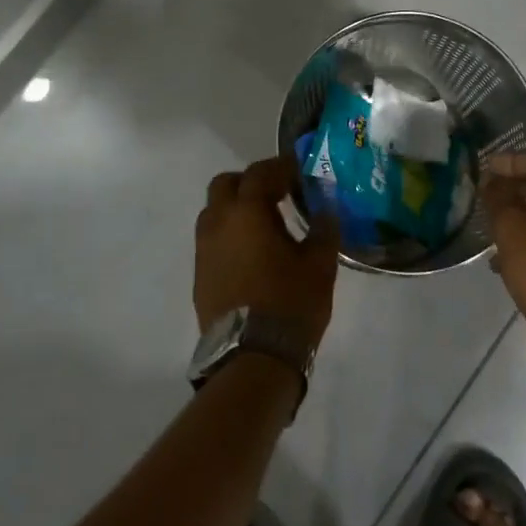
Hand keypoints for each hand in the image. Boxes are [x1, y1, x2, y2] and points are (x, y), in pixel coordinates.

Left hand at [194, 157, 340, 343]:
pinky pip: (211, 240)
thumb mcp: (320, 265)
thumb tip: (326, 208)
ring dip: (236, 208)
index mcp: (247, 213)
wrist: (252, 357)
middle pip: (225, 185)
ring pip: (213, 212)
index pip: (259, 173)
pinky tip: (252, 253)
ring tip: (265, 224)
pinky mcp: (199, 275)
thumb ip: (323, 229)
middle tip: (276, 193)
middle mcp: (218, 224)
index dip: (279, 167)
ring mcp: (203, 250)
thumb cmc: (290, 304)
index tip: (297, 170)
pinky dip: (229, 234)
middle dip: (249, 182)